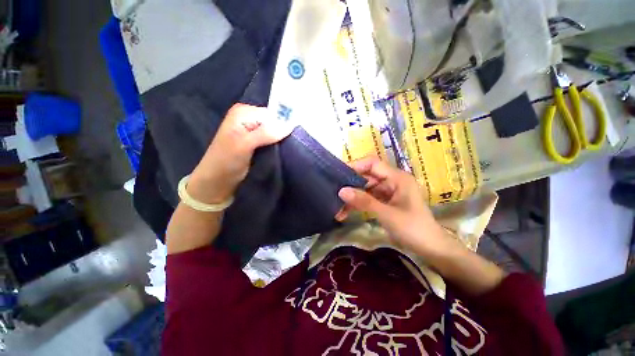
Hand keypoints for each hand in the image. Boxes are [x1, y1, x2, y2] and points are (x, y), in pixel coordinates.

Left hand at [187, 104, 292, 203]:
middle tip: (289, 148)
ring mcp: (253, 131)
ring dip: (281, 142)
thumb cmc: (225, 162)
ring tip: (284, 153)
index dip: (283, 126)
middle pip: (275, 123)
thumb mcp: (244, 145)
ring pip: (275, 133)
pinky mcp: (256, 143)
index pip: (273, 114)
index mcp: (243, 112)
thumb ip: (266, 133)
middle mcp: (249, 118)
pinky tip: (280, 154)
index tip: (291, 140)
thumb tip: (290, 125)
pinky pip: (272, 141)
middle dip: (283, 134)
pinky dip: (277, 147)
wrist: (216, 182)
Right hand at [337, 156, 454, 256]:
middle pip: (367, 177)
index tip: (339, 174)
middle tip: (334, 193)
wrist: (430, 249)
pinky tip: (345, 213)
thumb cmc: (413, 229)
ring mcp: (388, 192)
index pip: (373, 163)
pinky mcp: (385, 202)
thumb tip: (341, 191)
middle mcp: (392, 181)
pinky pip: (368, 199)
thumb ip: (364, 202)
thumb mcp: (387, 214)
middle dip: (350, 186)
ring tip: (337, 208)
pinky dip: (358, 204)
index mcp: (397, 178)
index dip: (356, 166)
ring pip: (365, 189)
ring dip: (352, 198)